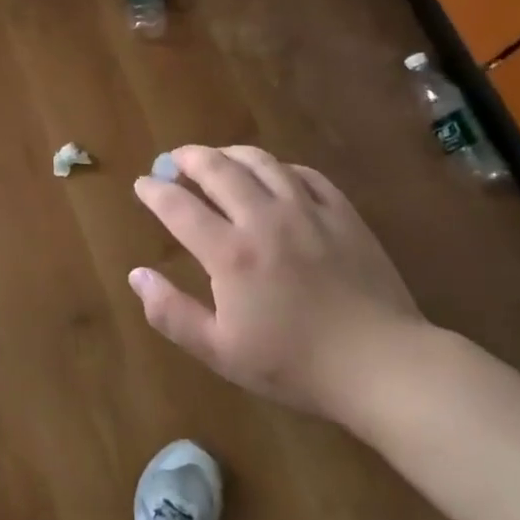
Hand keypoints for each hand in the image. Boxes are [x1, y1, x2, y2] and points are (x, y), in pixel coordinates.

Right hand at [130, 146, 427, 417]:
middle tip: (174, 159)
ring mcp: (308, 211)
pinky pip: (305, 174)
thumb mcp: (220, 351)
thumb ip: (171, 313)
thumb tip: (137, 275)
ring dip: (230, 153)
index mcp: (230, 253)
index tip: (142, 184)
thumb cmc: (295, 365)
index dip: (154, 191)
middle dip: (189, 158)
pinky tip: (274, 174)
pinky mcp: (343, 214)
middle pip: (218, 169)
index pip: (179, 207)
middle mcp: (264, 219)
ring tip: (217, 157)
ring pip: (262, 162)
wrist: (382, 365)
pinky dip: (280, 167)